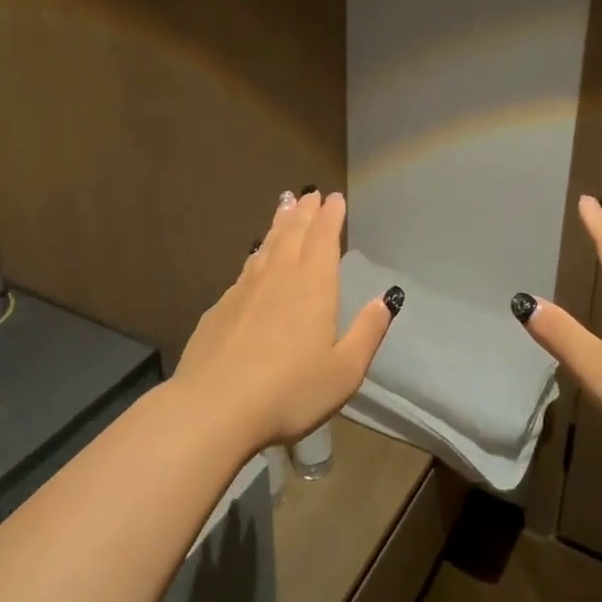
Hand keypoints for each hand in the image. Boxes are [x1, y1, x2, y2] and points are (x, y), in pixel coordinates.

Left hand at [172, 189, 398, 450]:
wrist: (215, 407)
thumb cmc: (290, 391)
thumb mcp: (344, 371)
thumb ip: (367, 333)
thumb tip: (386, 300)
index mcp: (314, 286)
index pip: (324, 238)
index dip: (330, 217)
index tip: (334, 198)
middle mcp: (279, 277)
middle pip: (293, 233)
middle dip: (304, 212)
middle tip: (309, 194)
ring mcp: (245, 289)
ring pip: (266, 246)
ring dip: (278, 224)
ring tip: (284, 207)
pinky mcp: (220, 308)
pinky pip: (245, 269)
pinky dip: (255, 255)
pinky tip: (254, 258)